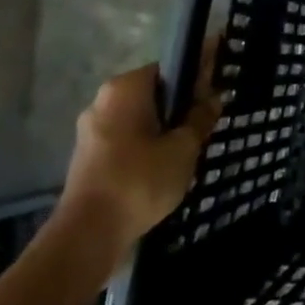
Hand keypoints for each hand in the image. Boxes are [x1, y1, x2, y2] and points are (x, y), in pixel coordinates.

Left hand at [59, 56, 223, 254]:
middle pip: (155, 93)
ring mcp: (91, 130)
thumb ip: (201, 117)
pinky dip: (146, 146)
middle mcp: (103, 101)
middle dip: (181, 106)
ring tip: (189, 150)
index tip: (218, 90)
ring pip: (141, 118)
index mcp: (125, 88)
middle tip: (206, 125)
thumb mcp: (184, 147)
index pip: (171, 68)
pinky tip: (165, 167)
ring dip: (164, 128)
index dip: (198, 77)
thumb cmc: (139, 181)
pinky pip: (127, 138)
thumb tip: (213, 98)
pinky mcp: (87, 157)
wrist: (87, 237)